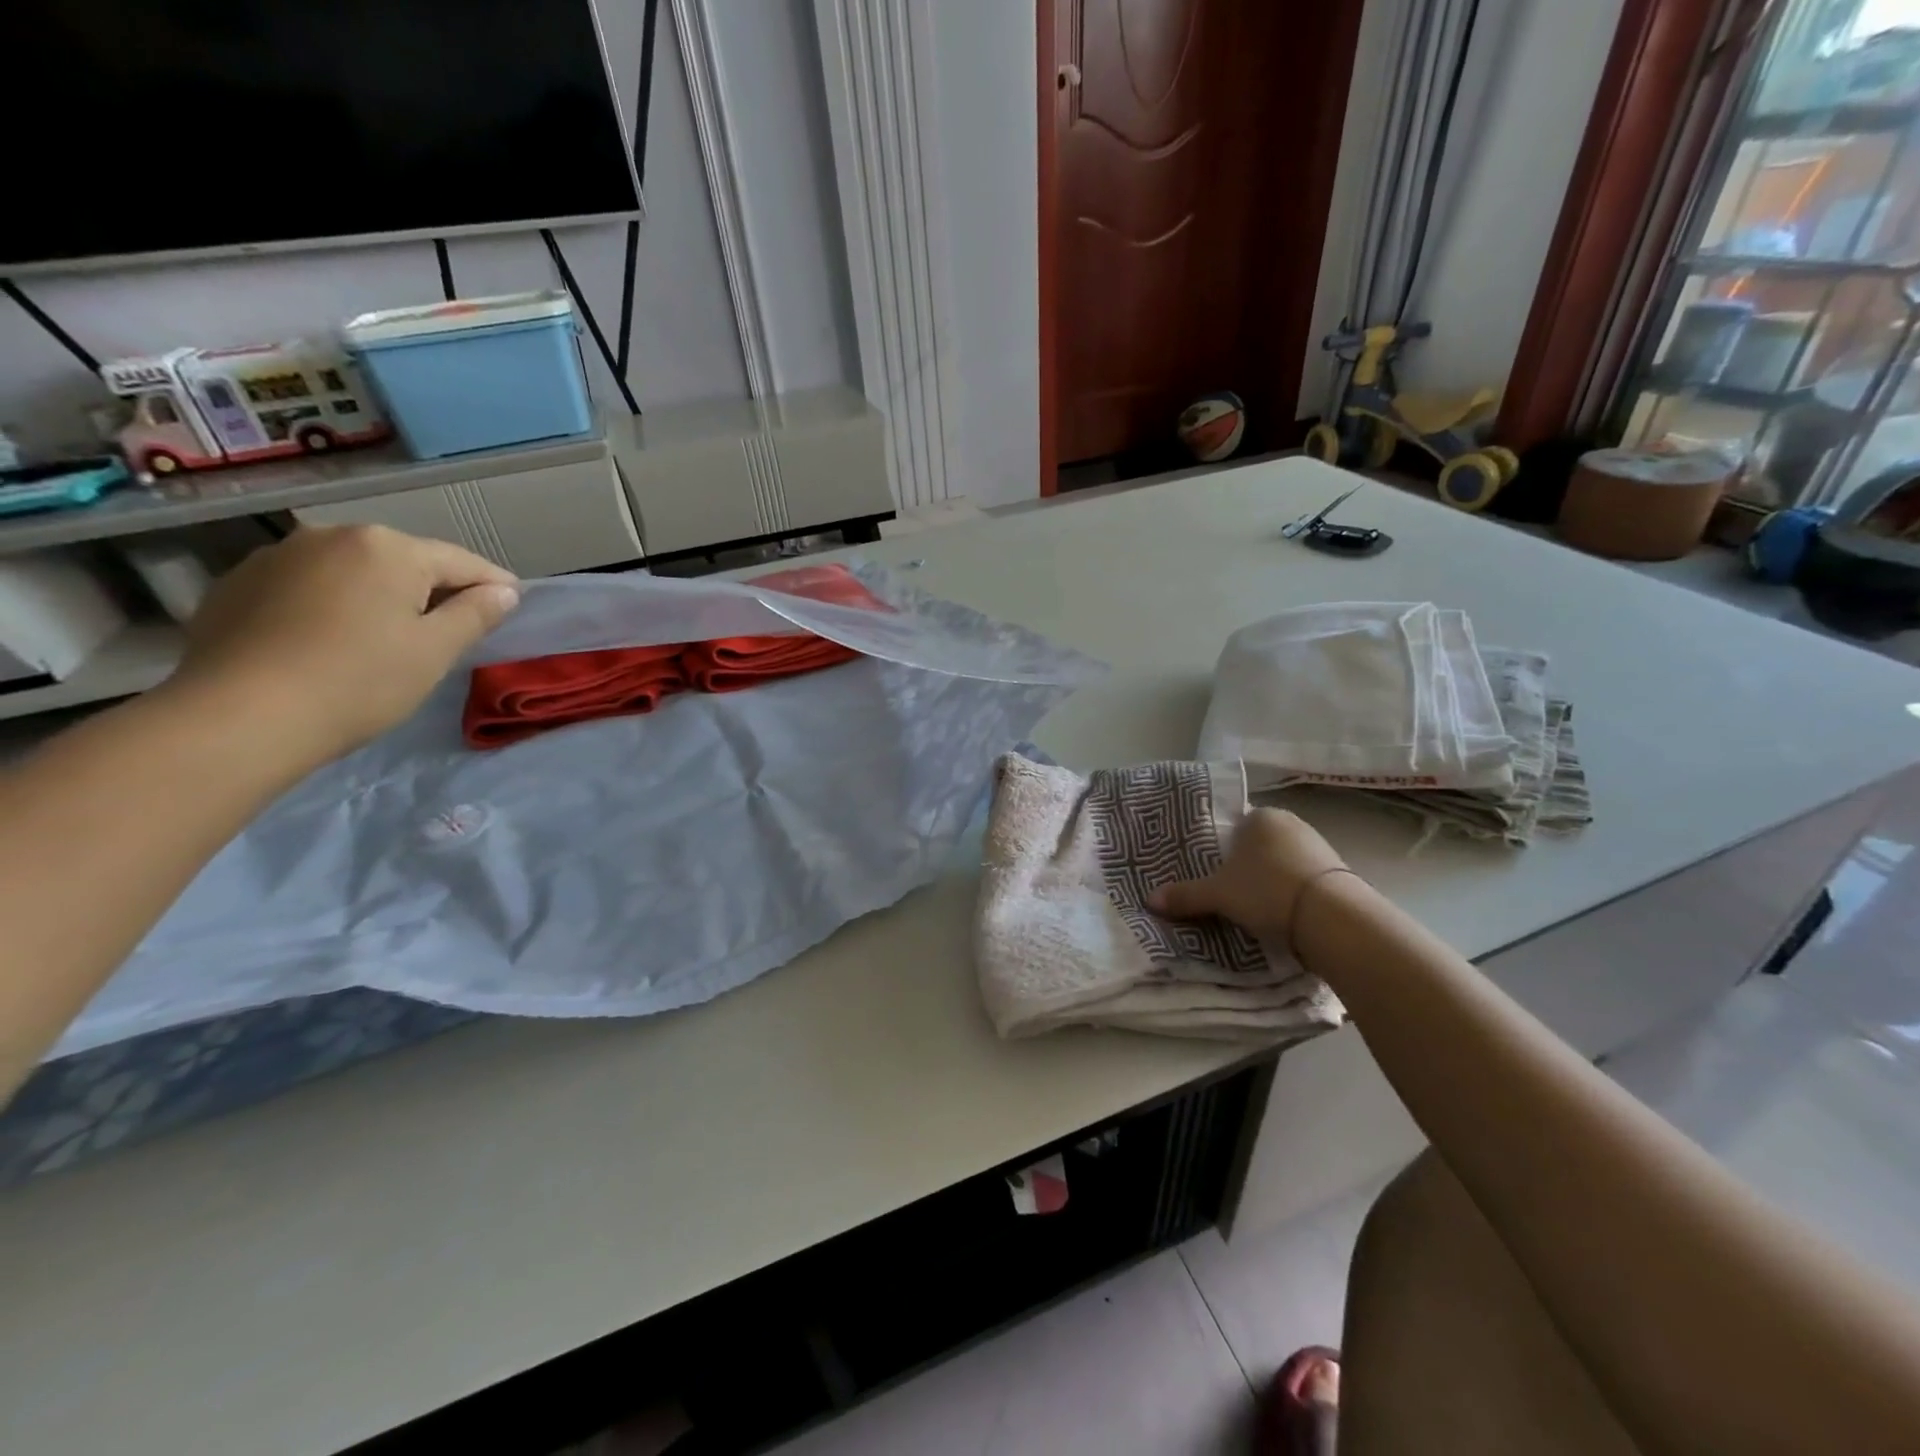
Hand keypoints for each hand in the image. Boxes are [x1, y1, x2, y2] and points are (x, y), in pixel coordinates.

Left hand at [169, 525, 519, 763]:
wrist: (240, 716)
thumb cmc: (360, 681)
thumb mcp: (435, 650)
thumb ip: (475, 614)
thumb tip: (503, 591)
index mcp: (388, 548)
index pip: (461, 562)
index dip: (493, 585)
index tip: (512, 605)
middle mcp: (331, 536)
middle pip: (404, 561)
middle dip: (431, 589)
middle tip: (450, 629)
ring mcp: (277, 556)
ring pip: (353, 572)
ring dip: (378, 595)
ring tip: (388, 636)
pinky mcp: (236, 584)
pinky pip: (307, 587)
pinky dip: (330, 605)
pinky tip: (331, 641)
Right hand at [1148, 807, 1353, 943]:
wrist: (1333, 918)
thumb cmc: (1267, 890)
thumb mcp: (1218, 895)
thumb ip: (1185, 895)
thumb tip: (1149, 900)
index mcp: (1260, 816)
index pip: (1234, 826)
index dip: (1221, 850)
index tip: (1214, 873)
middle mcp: (1291, 823)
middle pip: (1258, 845)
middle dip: (1246, 867)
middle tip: (1229, 893)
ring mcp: (1319, 847)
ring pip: (1282, 863)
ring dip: (1271, 882)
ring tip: (1255, 909)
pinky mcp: (1339, 874)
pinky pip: (1304, 880)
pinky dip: (1292, 894)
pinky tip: (1283, 915)